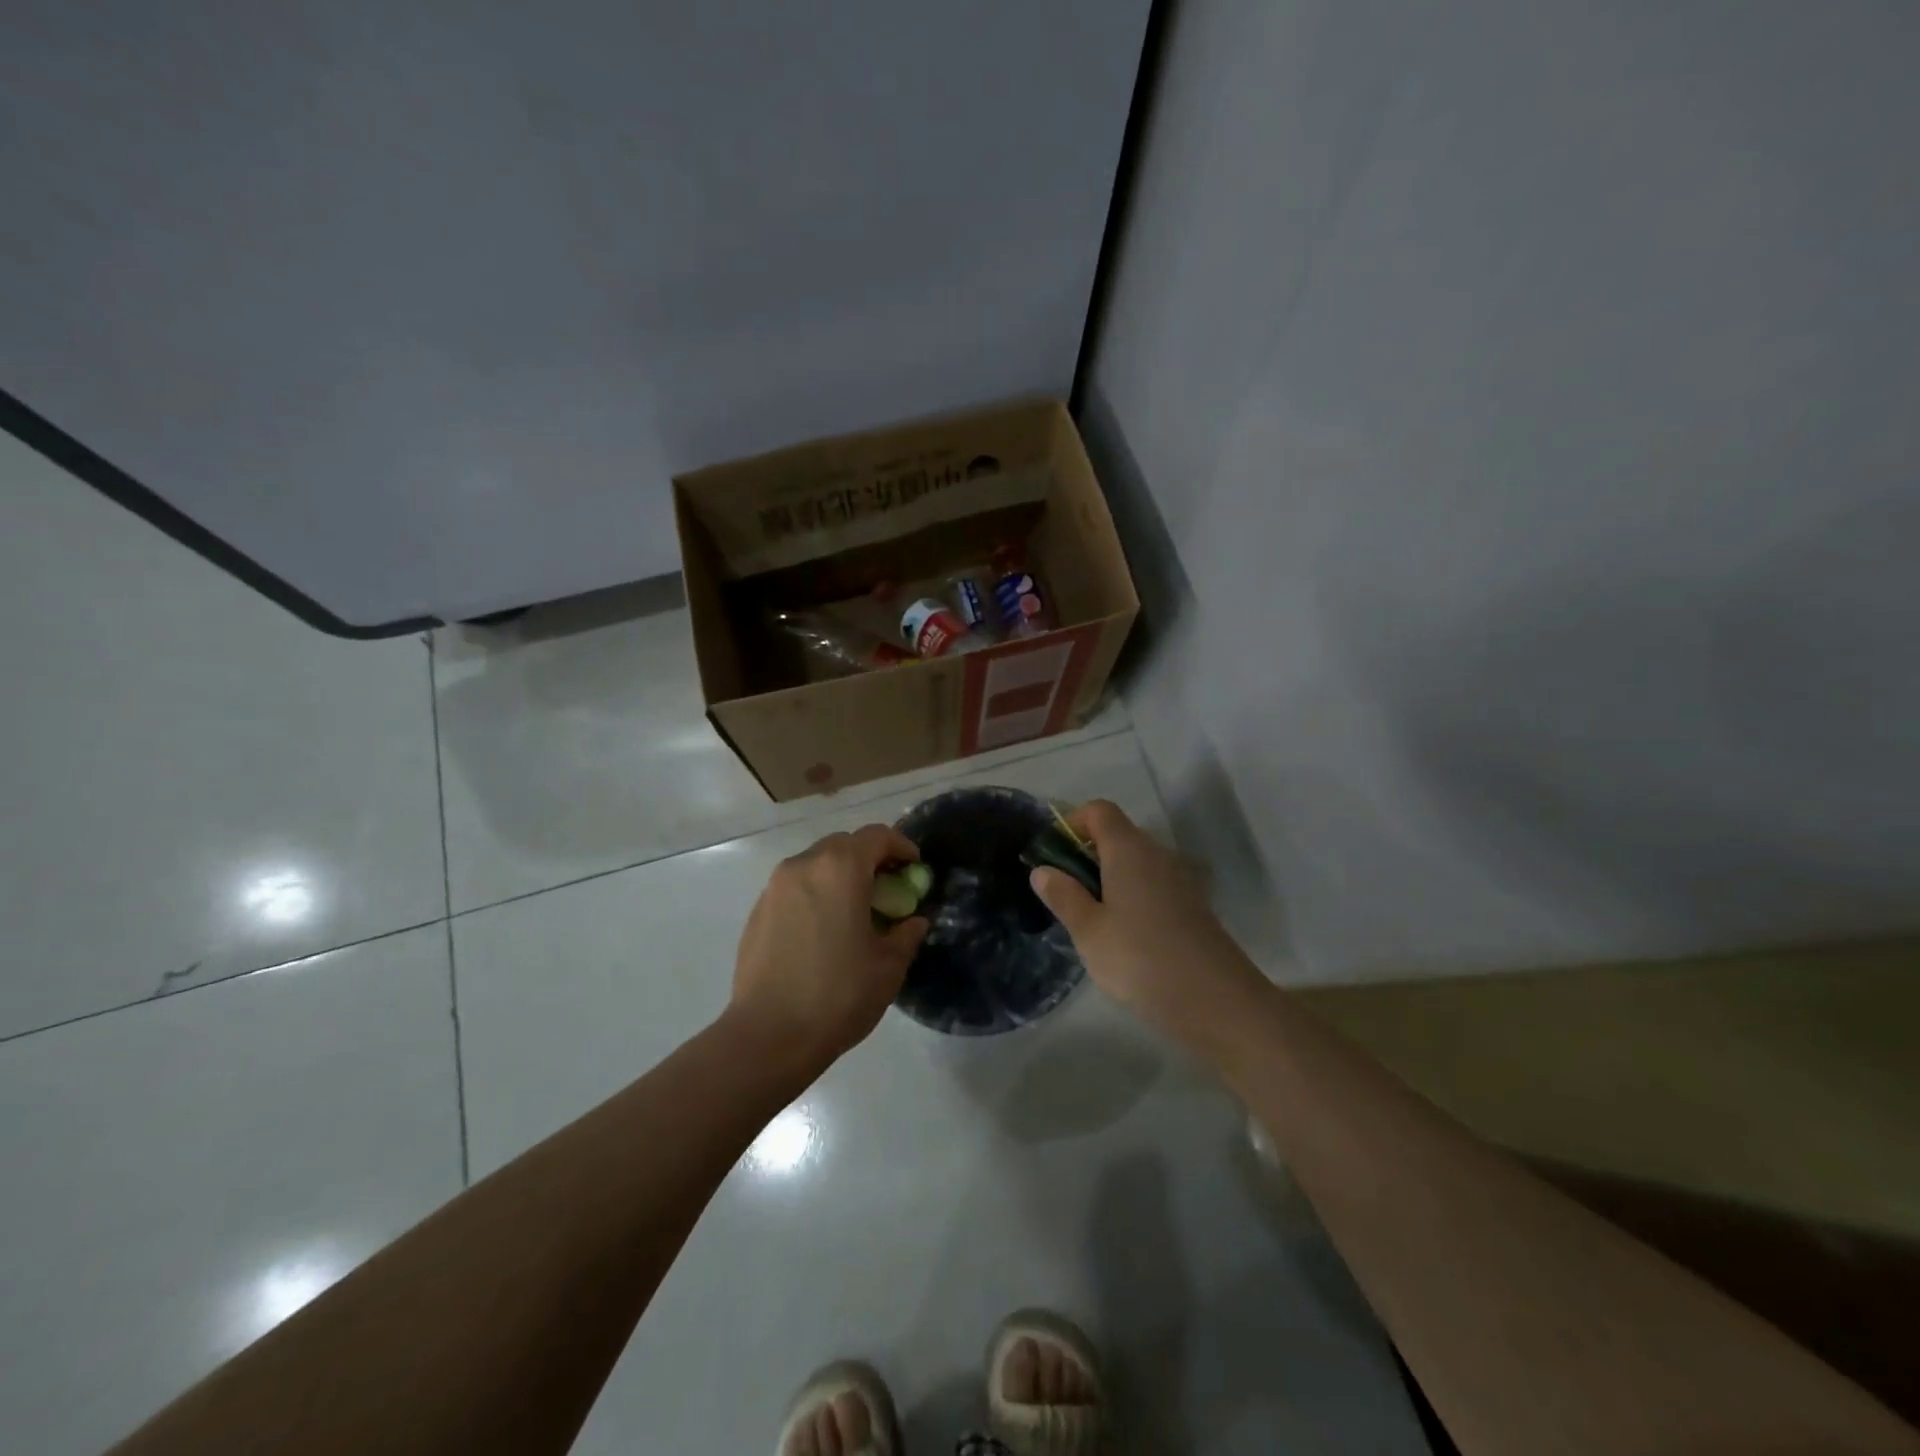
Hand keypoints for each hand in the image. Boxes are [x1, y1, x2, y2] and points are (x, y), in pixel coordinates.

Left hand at [729, 823, 929, 1071]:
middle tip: (887, 890)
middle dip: (870, 859)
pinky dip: (816, 894)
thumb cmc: (838, 995)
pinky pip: (795, 888)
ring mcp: (775, 887)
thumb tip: (914, 921)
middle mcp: (804, 865)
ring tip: (855, 912)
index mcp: (840, 868)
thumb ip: (906, 933)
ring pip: (816, 864)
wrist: (769, 1036)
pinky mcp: (757, 911)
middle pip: (844, 844)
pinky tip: (824, 932)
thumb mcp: (888, 966)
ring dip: (840, 876)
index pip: (877, 836)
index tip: (914, 869)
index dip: (901, 846)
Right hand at [1028, 800, 1259, 1040]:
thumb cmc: (1140, 958)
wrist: (1215, 1000)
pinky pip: (1153, 884)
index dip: (1072, 821)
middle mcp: (1157, 854)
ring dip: (1109, 877)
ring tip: (1090, 917)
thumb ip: (1063, 896)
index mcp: (1129, 850)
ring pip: (1136, 862)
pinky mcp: (1192, 905)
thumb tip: (1042, 869)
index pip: (1099, 810)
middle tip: (1065, 891)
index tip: (1052, 853)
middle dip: (1087, 853)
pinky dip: (1132, 895)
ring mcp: (1180, 879)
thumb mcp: (1089, 931)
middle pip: (1118, 834)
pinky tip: (1123, 934)